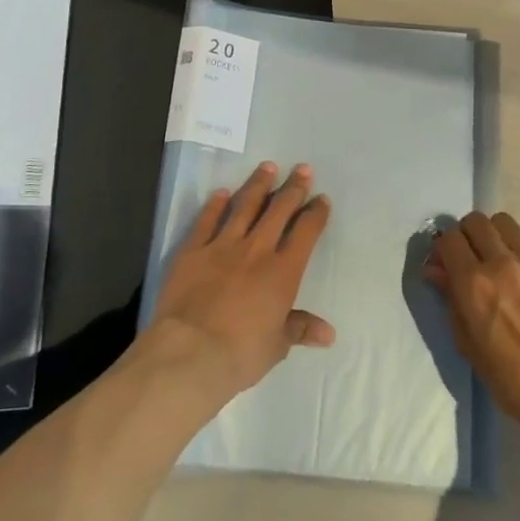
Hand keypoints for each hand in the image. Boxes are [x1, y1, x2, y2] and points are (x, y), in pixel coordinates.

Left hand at [148, 162, 334, 400]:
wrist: (190, 352)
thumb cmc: (240, 353)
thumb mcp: (276, 346)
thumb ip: (299, 329)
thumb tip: (328, 333)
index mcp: (283, 272)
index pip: (305, 233)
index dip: (315, 214)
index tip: (321, 199)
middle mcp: (256, 250)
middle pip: (279, 210)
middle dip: (293, 188)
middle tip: (302, 169)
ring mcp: (222, 246)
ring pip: (245, 206)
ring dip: (258, 185)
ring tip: (268, 167)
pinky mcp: (192, 250)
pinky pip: (206, 220)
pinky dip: (215, 204)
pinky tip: (221, 192)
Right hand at [425, 211, 519, 438]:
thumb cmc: (511, 378)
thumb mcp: (468, 344)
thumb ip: (451, 300)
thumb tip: (436, 270)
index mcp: (474, 283)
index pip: (449, 238)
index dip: (444, 248)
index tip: (446, 263)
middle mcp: (502, 262)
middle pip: (476, 221)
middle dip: (467, 236)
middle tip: (470, 258)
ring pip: (505, 223)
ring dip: (495, 236)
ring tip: (499, 260)